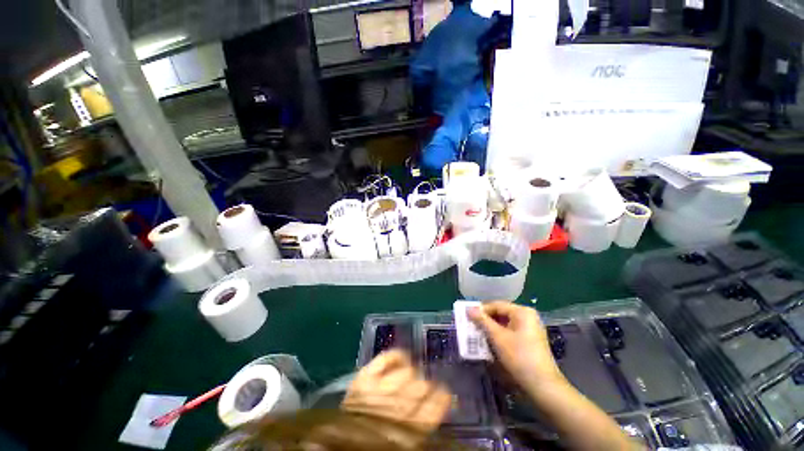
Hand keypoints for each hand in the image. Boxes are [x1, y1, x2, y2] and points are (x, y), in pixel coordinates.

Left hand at [342, 350, 451, 433]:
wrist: (344, 439)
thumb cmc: (380, 438)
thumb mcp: (409, 437)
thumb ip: (427, 418)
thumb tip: (447, 398)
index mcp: (414, 429)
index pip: (439, 400)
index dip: (442, 393)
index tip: (440, 391)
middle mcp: (400, 408)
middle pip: (423, 384)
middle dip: (424, 385)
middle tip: (418, 387)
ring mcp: (381, 390)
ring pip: (408, 370)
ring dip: (410, 372)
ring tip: (406, 376)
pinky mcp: (365, 377)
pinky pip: (388, 356)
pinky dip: (396, 355)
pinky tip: (397, 360)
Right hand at [468, 301, 565, 394]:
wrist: (543, 386)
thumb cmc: (519, 357)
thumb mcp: (498, 337)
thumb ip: (482, 321)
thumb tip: (468, 308)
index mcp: (522, 311)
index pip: (496, 305)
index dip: (480, 310)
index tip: (467, 317)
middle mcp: (527, 316)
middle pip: (500, 313)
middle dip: (485, 320)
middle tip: (471, 326)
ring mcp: (530, 328)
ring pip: (504, 323)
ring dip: (491, 329)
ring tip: (478, 335)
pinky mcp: (530, 340)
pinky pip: (510, 332)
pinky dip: (499, 335)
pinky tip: (490, 343)